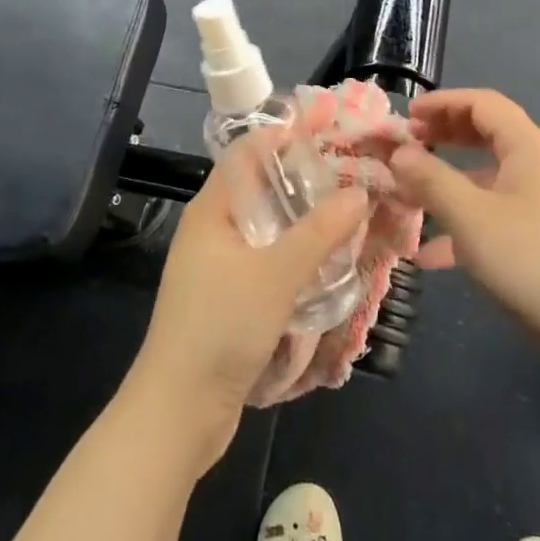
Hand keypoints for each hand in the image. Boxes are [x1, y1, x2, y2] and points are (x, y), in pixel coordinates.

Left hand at [126, 149, 368, 469]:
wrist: (179, 412)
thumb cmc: (220, 328)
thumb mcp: (275, 274)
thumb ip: (319, 232)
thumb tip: (360, 191)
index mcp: (213, 210)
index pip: (249, 153)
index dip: (287, 136)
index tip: (333, 129)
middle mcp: (214, 230)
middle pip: (264, 190)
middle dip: (307, 181)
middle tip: (356, 173)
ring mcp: (222, 266)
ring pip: (271, 229)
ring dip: (307, 222)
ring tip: (354, 212)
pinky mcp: (233, 298)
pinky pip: (271, 262)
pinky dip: (299, 256)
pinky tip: (332, 261)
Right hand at [390, 89, 539, 353]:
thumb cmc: (533, 262)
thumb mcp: (470, 218)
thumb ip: (430, 180)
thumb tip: (400, 153)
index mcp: (528, 147)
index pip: (482, 103)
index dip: (442, 102)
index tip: (407, 117)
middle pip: (487, 134)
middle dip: (444, 136)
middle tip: (408, 148)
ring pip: (489, 178)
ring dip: (449, 182)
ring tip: (410, 198)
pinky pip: (498, 214)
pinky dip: (466, 222)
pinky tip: (432, 256)